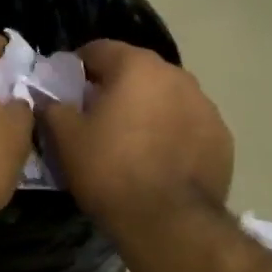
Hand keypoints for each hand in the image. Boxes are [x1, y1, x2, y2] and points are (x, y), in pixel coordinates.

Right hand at [37, 40, 232, 229]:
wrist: (170, 222)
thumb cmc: (111, 171)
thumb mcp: (67, 140)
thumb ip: (53, 108)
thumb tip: (49, 99)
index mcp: (136, 66)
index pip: (98, 50)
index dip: (77, 67)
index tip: (66, 90)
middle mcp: (176, 75)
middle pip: (136, 71)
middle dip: (115, 88)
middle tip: (96, 118)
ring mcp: (205, 105)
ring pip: (166, 97)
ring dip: (148, 109)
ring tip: (132, 142)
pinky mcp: (222, 137)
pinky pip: (188, 125)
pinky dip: (173, 134)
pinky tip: (161, 161)